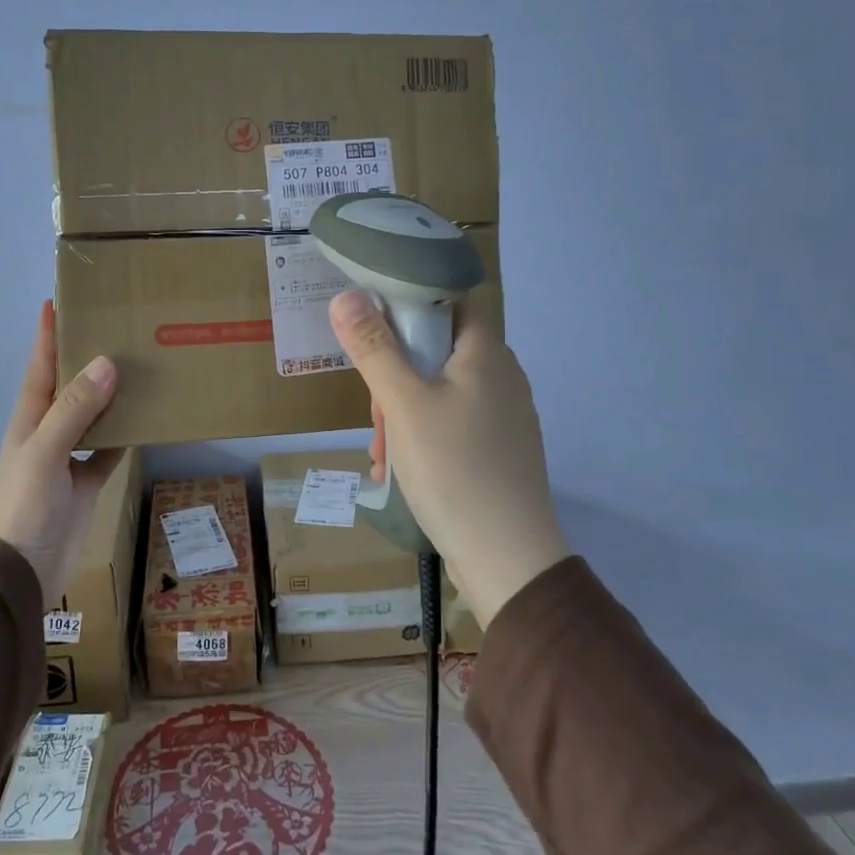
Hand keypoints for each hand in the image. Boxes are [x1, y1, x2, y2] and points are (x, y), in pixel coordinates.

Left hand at [0, 302, 124, 605]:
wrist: (21, 572)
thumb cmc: (25, 507)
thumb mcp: (45, 452)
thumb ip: (74, 409)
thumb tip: (107, 362)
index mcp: (30, 418)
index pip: (40, 365)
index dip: (47, 333)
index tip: (59, 300)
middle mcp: (49, 430)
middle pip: (70, 385)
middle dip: (88, 356)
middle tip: (119, 327)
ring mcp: (68, 457)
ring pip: (94, 415)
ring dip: (112, 394)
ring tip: (141, 366)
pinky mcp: (87, 481)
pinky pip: (109, 449)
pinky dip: (126, 434)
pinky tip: (148, 419)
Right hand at [329, 289, 567, 628]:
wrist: (507, 558)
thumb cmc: (454, 467)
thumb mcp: (403, 404)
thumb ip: (374, 348)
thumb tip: (346, 295)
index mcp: (486, 353)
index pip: (450, 299)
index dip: (411, 303)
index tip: (373, 327)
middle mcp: (502, 376)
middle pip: (437, 350)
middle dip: (394, 376)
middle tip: (375, 414)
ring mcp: (504, 416)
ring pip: (439, 392)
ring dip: (401, 414)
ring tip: (381, 453)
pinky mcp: (499, 450)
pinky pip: (451, 425)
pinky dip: (422, 437)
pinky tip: (397, 471)